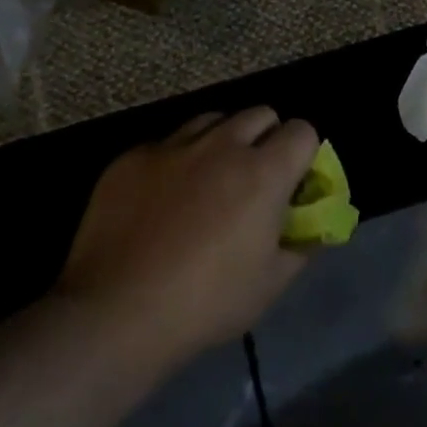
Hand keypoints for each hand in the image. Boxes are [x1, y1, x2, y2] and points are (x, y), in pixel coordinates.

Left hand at [57, 109, 318, 358]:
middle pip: (260, 114)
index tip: (294, 181)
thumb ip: (300, 245)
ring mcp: (172, 146)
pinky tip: (162, 199)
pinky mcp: (132, 157)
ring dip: (222, 141)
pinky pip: (167, 142)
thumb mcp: (270, 284)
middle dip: (267, 138)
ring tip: (209, 180)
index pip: (303, 131)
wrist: (115, 312)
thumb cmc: (205, 302)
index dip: (304, 153)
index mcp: (263, 173)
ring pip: (212, 120)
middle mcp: (221, 145)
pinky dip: (176, 160)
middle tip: (254, 179)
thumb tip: (310, 227)